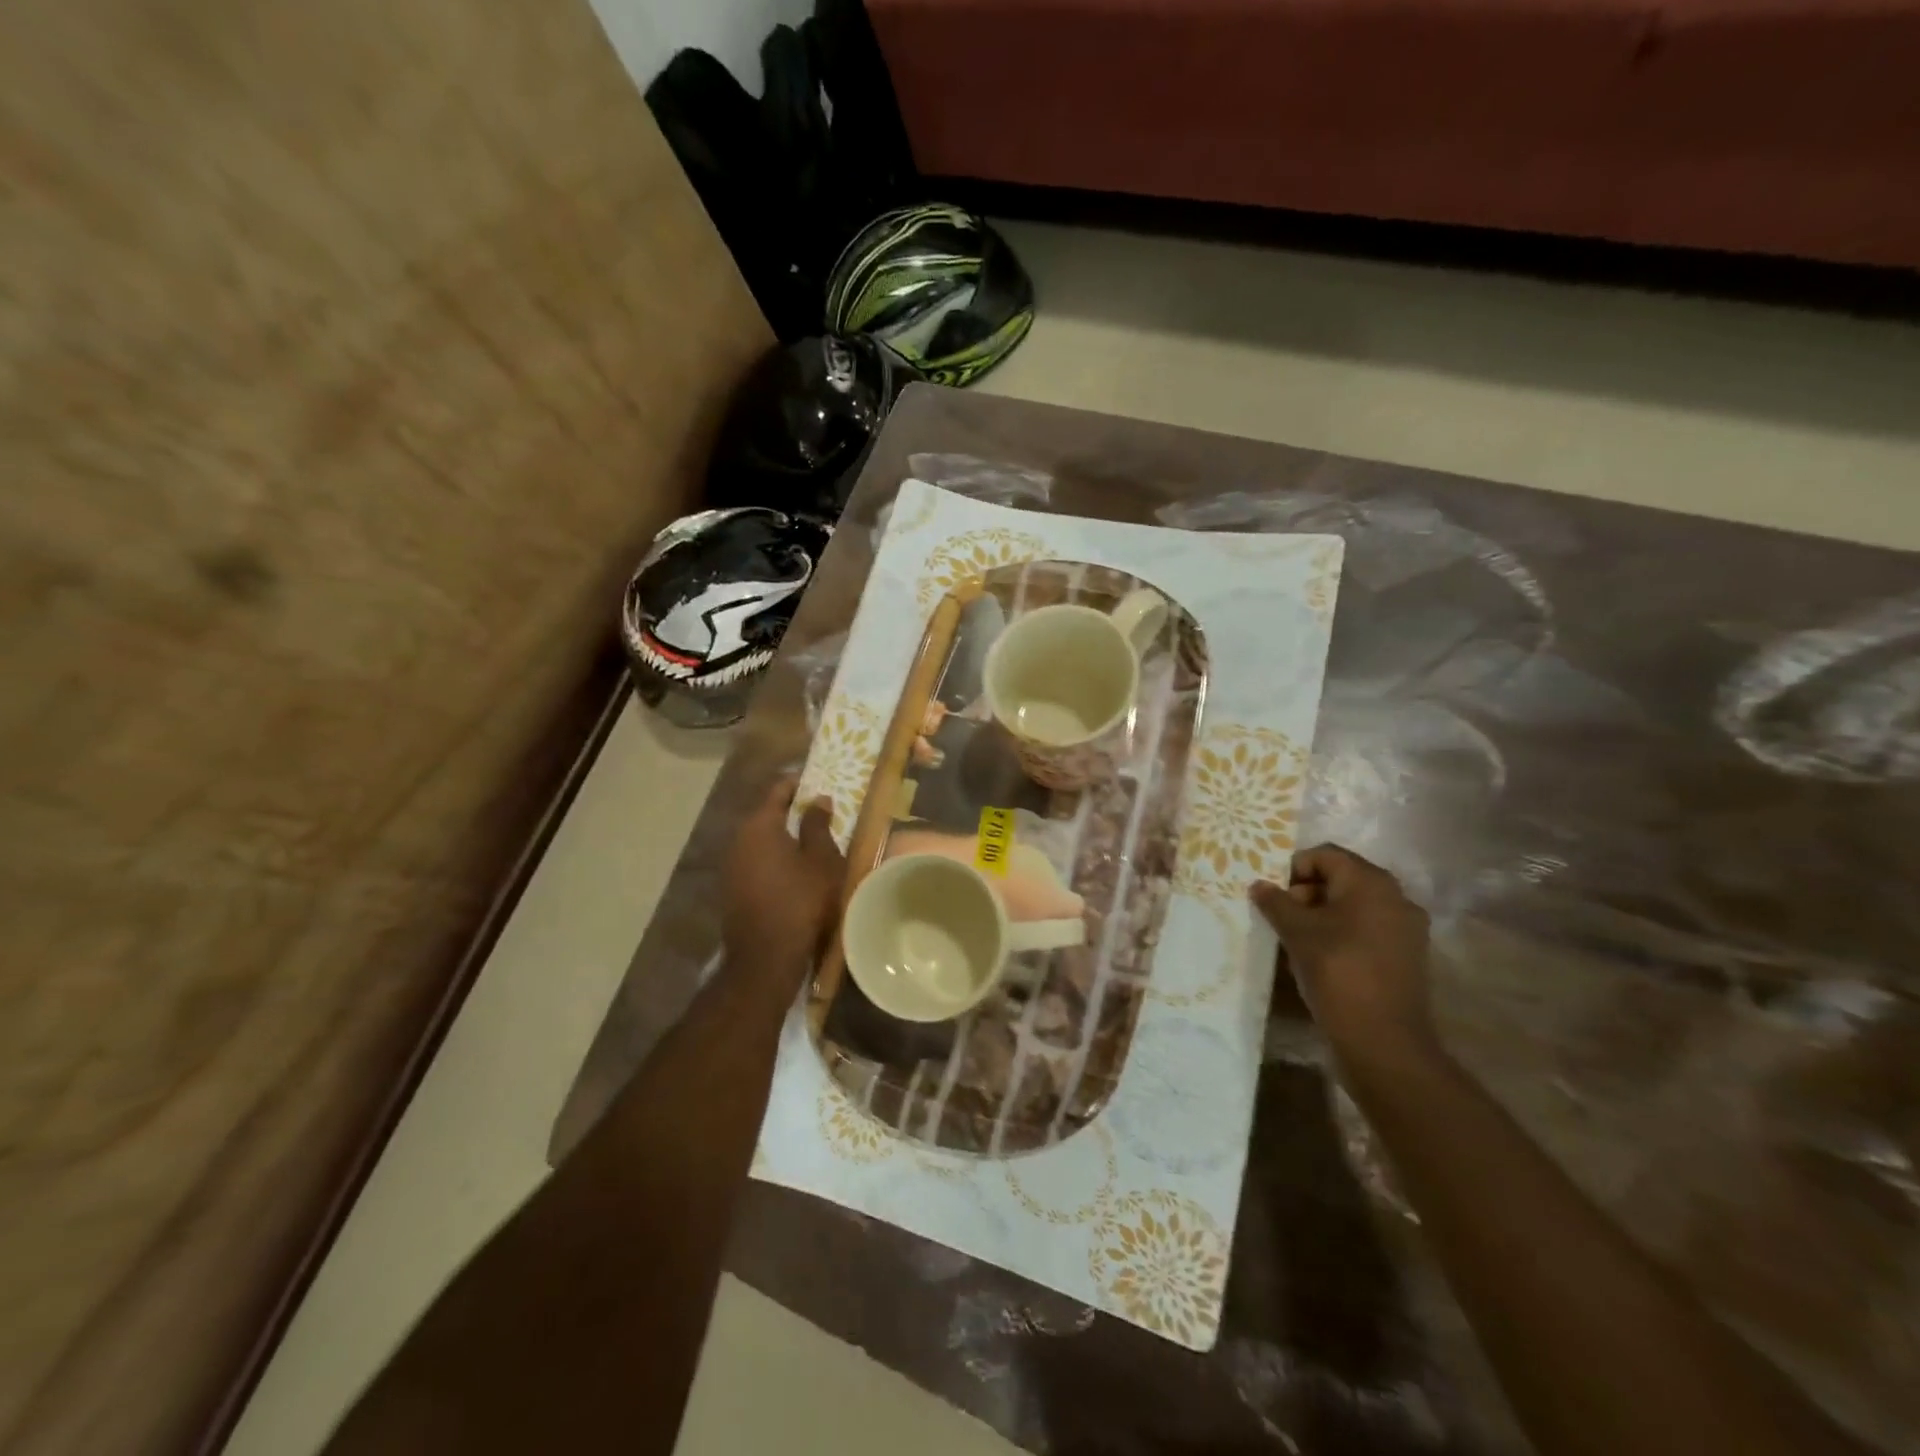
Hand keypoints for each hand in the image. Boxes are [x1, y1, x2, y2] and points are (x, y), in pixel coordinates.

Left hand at [722, 777, 844, 985]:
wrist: (766, 958)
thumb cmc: (801, 901)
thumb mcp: (822, 860)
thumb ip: (818, 825)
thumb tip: (817, 799)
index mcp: (759, 825)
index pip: (778, 789)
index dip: (800, 783)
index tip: (820, 784)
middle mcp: (738, 839)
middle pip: (766, 814)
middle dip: (792, 811)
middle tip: (821, 814)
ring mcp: (730, 866)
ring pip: (760, 840)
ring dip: (782, 838)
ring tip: (811, 844)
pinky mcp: (731, 890)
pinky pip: (755, 862)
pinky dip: (773, 859)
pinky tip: (793, 872)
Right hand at [1251, 845, 1438, 1074]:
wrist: (1384, 1041)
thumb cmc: (1337, 972)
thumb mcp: (1297, 933)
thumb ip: (1276, 903)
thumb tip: (1259, 884)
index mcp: (1370, 882)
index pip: (1325, 855)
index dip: (1294, 868)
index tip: (1273, 895)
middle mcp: (1396, 896)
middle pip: (1342, 878)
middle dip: (1307, 892)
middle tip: (1282, 917)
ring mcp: (1407, 927)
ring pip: (1355, 905)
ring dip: (1324, 913)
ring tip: (1298, 939)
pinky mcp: (1408, 955)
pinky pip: (1369, 929)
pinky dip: (1343, 932)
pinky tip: (1323, 957)